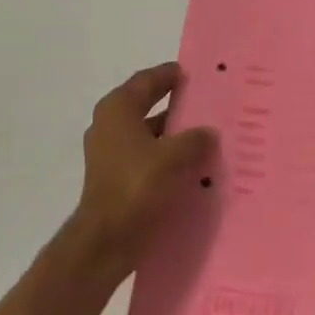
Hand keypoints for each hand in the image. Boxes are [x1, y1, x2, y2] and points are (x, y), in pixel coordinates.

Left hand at [71, 63, 213, 276]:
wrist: (105, 242)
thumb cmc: (136, 187)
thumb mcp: (174, 157)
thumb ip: (195, 140)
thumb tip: (208, 133)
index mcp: (118, 110)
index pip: (147, 80)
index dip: (170, 74)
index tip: (194, 73)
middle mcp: (110, 125)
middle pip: (147, 105)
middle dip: (176, 105)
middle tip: (207, 102)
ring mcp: (110, 154)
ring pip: (149, 134)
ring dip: (174, 134)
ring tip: (206, 136)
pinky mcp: (116, 178)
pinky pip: (147, 157)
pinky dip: (166, 157)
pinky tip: (192, 166)